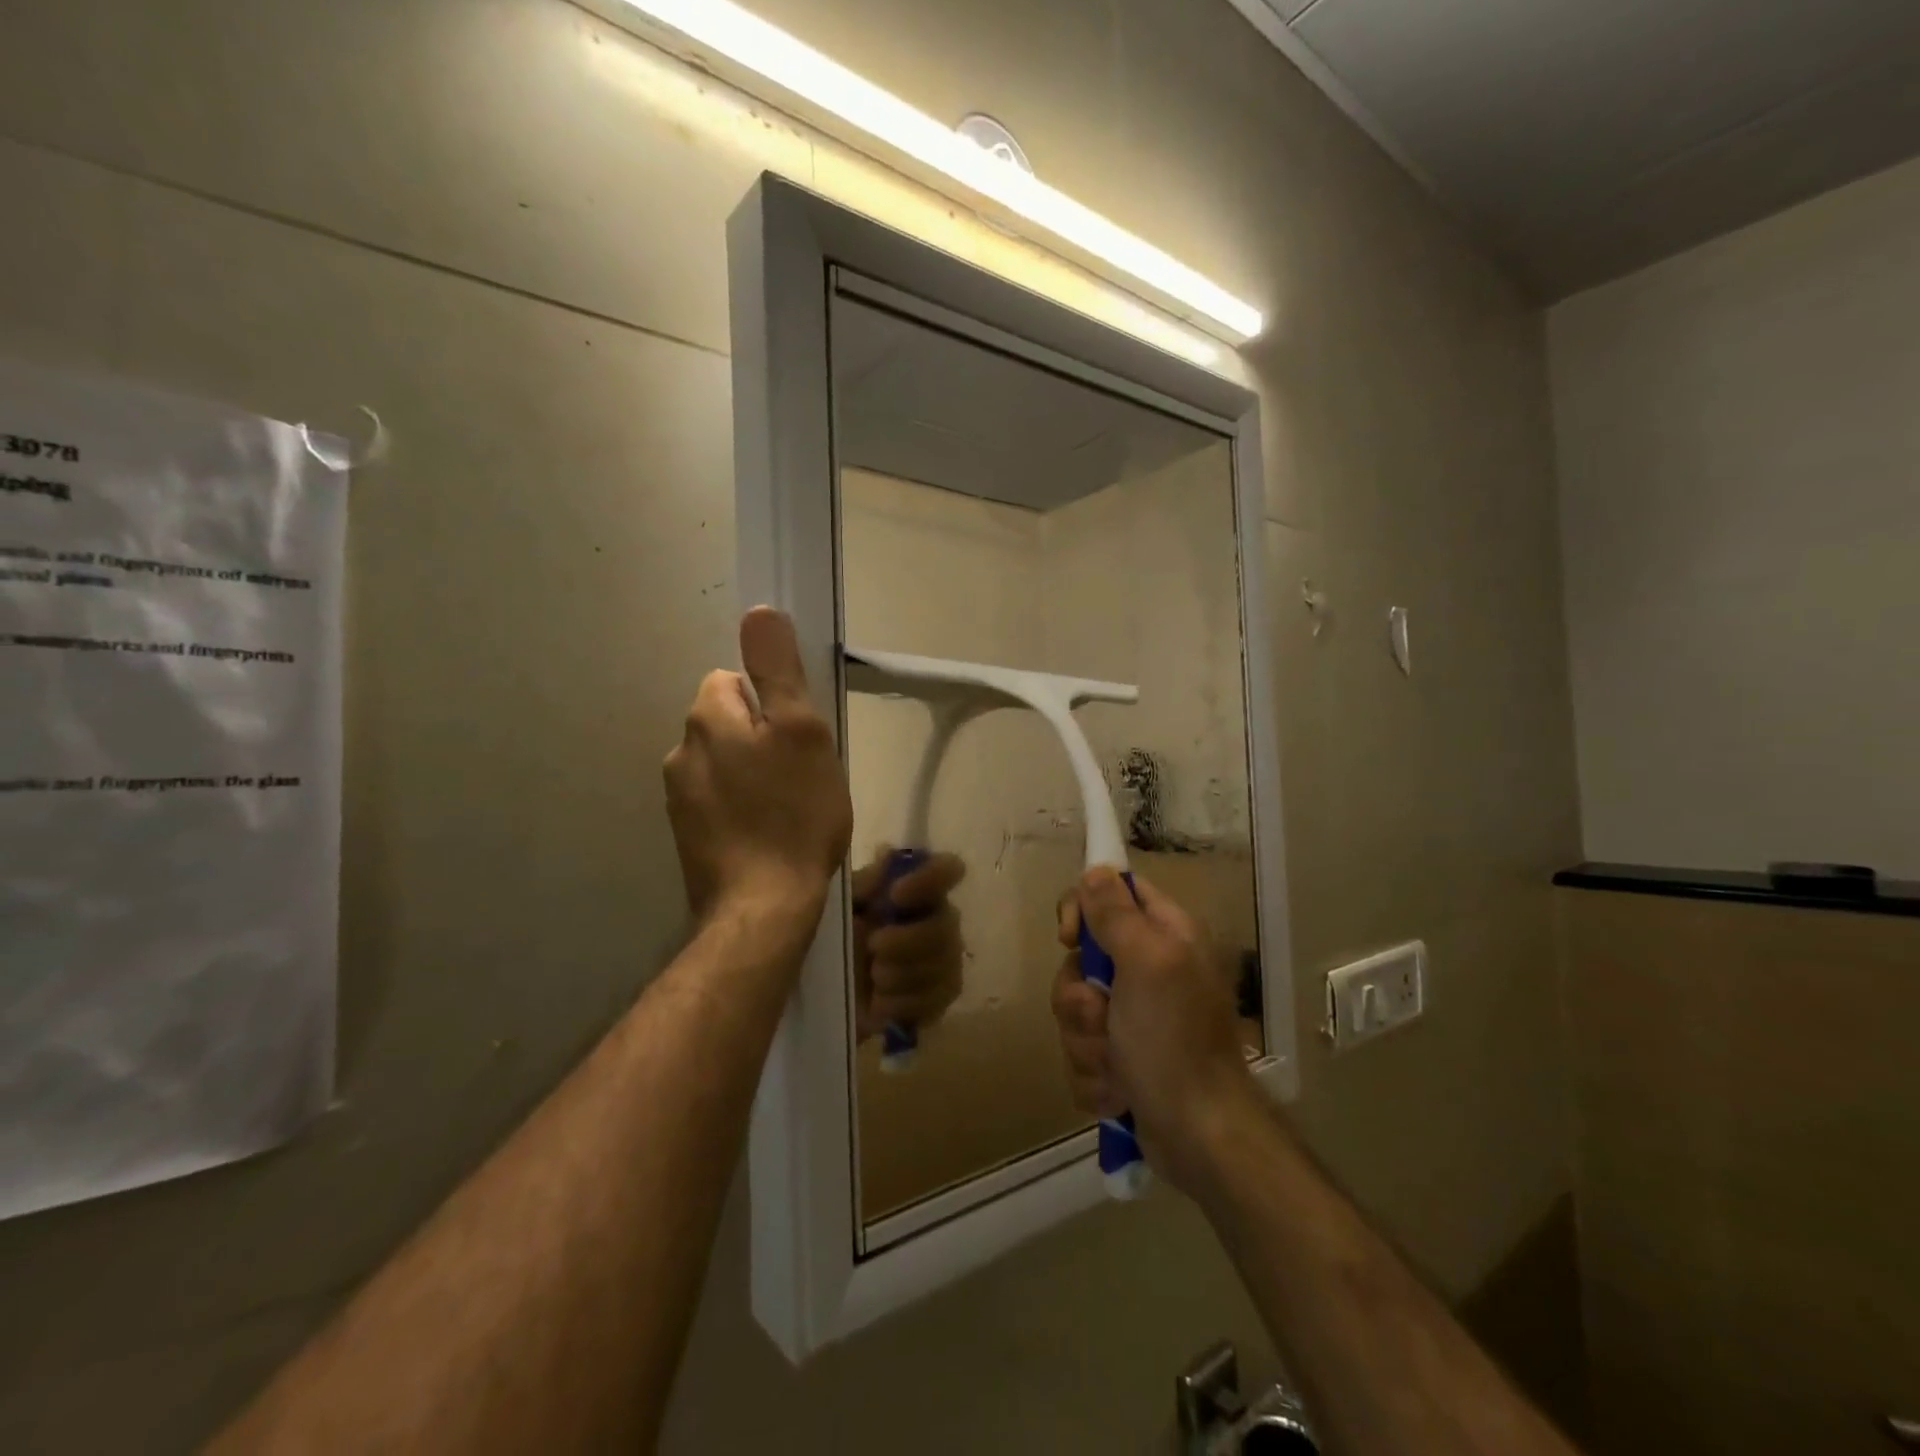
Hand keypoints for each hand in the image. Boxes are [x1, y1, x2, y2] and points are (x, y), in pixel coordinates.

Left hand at [664, 608, 852, 923]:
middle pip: (727, 722)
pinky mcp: (686, 835)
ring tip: (787, 807)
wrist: (763, 906)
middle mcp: (681, 751)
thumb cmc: (794, 813)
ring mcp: (678, 798)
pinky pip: (717, 800)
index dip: (771, 702)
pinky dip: (739, 807)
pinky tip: (766, 833)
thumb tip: (759, 612)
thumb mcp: (802, 732)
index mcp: (707, 719)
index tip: (799, 736)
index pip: (733, 680)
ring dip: (750, 773)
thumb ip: (778, 671)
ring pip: (722, 763)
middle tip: (800, 773)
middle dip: (760, 737)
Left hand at [850, 851, 966, 1045]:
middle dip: (908, 941)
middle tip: (872, 948)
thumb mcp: (839, 906)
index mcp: (915, 891)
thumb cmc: (831, 938)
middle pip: (947, 925)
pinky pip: (938, 999)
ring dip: (902, 974)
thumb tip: (888, 853)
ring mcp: (943, 961)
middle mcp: (937, 920)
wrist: (821, 996)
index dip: (930, 879)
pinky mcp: (939, 998)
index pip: (948, 870)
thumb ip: (865, 884)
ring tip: (873, 978)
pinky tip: (881, 1003)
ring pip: (944, 965)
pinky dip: (905, 1002)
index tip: (896, 895)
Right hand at [1051, 868, 1257, 1193]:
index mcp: (1164, 936)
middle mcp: (1149, 971)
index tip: (1069, 938)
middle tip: (1103, 1018)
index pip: (1111, 893)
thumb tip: (1095, 869)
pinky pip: (1082, 1053)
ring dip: (1086, 1043)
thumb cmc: (1175, 1041)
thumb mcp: (1147, 964)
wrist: (1201, 1138)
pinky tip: (1119, 1093)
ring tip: (1117, 1067)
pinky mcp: (1122, 1060)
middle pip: (1082, 960)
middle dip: (1080, 998)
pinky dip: (1094, 1076)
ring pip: (1075, 1011)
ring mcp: (1134, 1019)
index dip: (1082, 909)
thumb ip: (1116, 914)